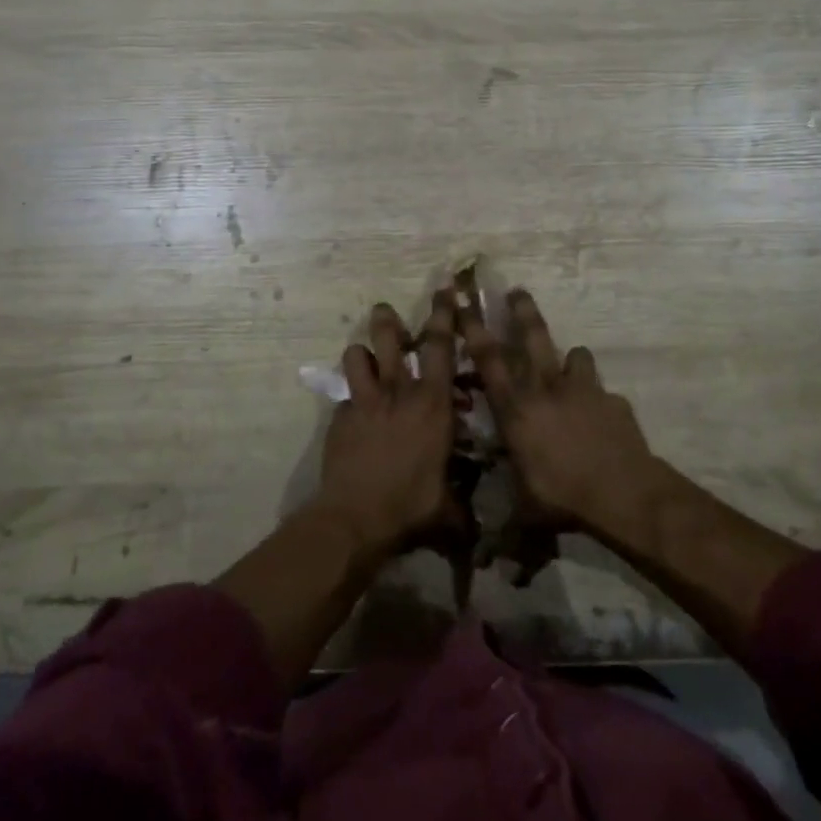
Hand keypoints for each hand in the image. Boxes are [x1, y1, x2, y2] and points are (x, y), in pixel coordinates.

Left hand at [313, 293, 461, 557]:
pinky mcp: (340, 417)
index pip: (441, 347)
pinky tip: (354, 414)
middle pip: (390, 338)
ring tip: (366, 358)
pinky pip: (345, 395)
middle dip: (388, 318)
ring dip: (363, 352)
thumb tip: (479, 529)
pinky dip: (351, 397)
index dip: (444, 315)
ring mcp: (364, 401)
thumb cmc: (411, 506)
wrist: (355, 517)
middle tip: (385, 309)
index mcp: (432, 403)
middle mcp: (398, 392)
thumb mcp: (450, 508)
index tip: (444, 291)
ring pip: (358, 356)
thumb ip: (464, 506)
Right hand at [460, 290, 666, 537]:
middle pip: (531, 338)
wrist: (621, 493)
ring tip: (571, 360)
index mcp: (516, 410)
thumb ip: (507, 533)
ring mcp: (582, 390)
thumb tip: (487, 566)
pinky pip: (603, 390)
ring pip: (573, 355)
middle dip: (522, 311)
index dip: (474, 330)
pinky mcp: (612, 400)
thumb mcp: (526, 516)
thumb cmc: (562, 499)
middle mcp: (545, 389)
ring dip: (570, 356)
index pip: (488, 362)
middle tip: (516, 289)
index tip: (463, 304)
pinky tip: (603, 413)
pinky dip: (599, 396)